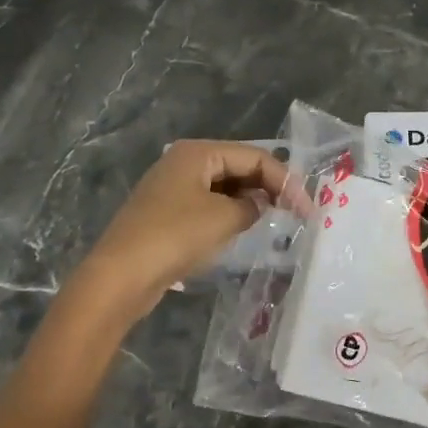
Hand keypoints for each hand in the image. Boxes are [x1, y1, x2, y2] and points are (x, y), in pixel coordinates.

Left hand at [74, 140, 300, 322]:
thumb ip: (251, 206)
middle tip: (295, 213)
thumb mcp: (223, 218)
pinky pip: (208, 205)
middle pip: (238, 167)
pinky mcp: (166, 213)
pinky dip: (229, 213)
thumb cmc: (174, 237)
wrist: (120, 276)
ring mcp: (172, 187)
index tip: (307, 210)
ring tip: (274, 220)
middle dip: (268, 187)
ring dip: (249, 201)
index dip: (285, 180)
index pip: (254, 157)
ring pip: (223, 187)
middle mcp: (183, 162)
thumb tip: (257, 204)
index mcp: (197, 152)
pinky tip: (242, 229)